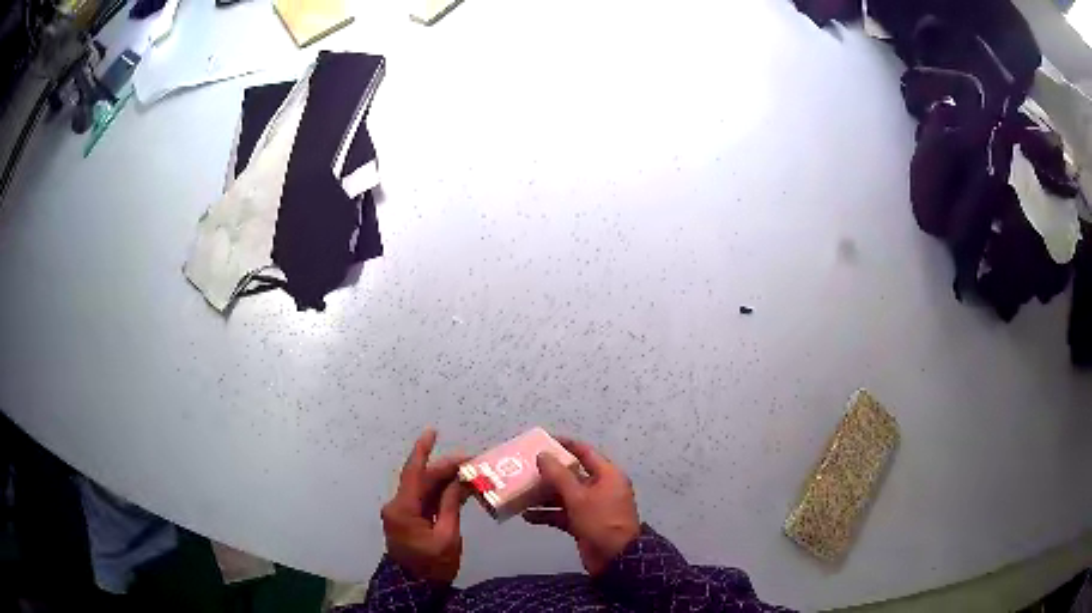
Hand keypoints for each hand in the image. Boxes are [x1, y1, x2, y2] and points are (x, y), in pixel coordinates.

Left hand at [380, 429, 468, 583]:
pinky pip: (424, 501)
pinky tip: (459, 491)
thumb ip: (451, 506)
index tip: (433, 431)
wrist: (414, 587)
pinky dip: (440, 495)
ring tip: (470, 475)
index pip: (413, 472)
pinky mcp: (407, 521)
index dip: (423, 450)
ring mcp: (401, 513)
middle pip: (421, 480)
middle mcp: (397, 506)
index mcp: (403, 509)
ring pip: (423, 490)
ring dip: (445, 482)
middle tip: (473, 463)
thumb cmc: (432, 565)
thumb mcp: (447, 537)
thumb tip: (460, 481)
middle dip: (445, 469)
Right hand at [523, 437, 640, 575]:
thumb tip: (542, 455)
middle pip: (572, 475)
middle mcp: (600, 488)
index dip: (565, 445)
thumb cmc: (600, 521)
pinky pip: (563, 513)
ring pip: (565, 495)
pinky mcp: (584, 523)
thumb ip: (558, 475)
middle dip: (549, 474)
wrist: (615, 558)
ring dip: (544, 496)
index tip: (542, 441)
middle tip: (524, 469)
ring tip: (520, 493)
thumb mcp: (578, 497)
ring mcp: (592, 507)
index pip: (585, 452)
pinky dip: (548, 514)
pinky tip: (527, 516)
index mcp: (607, 475)